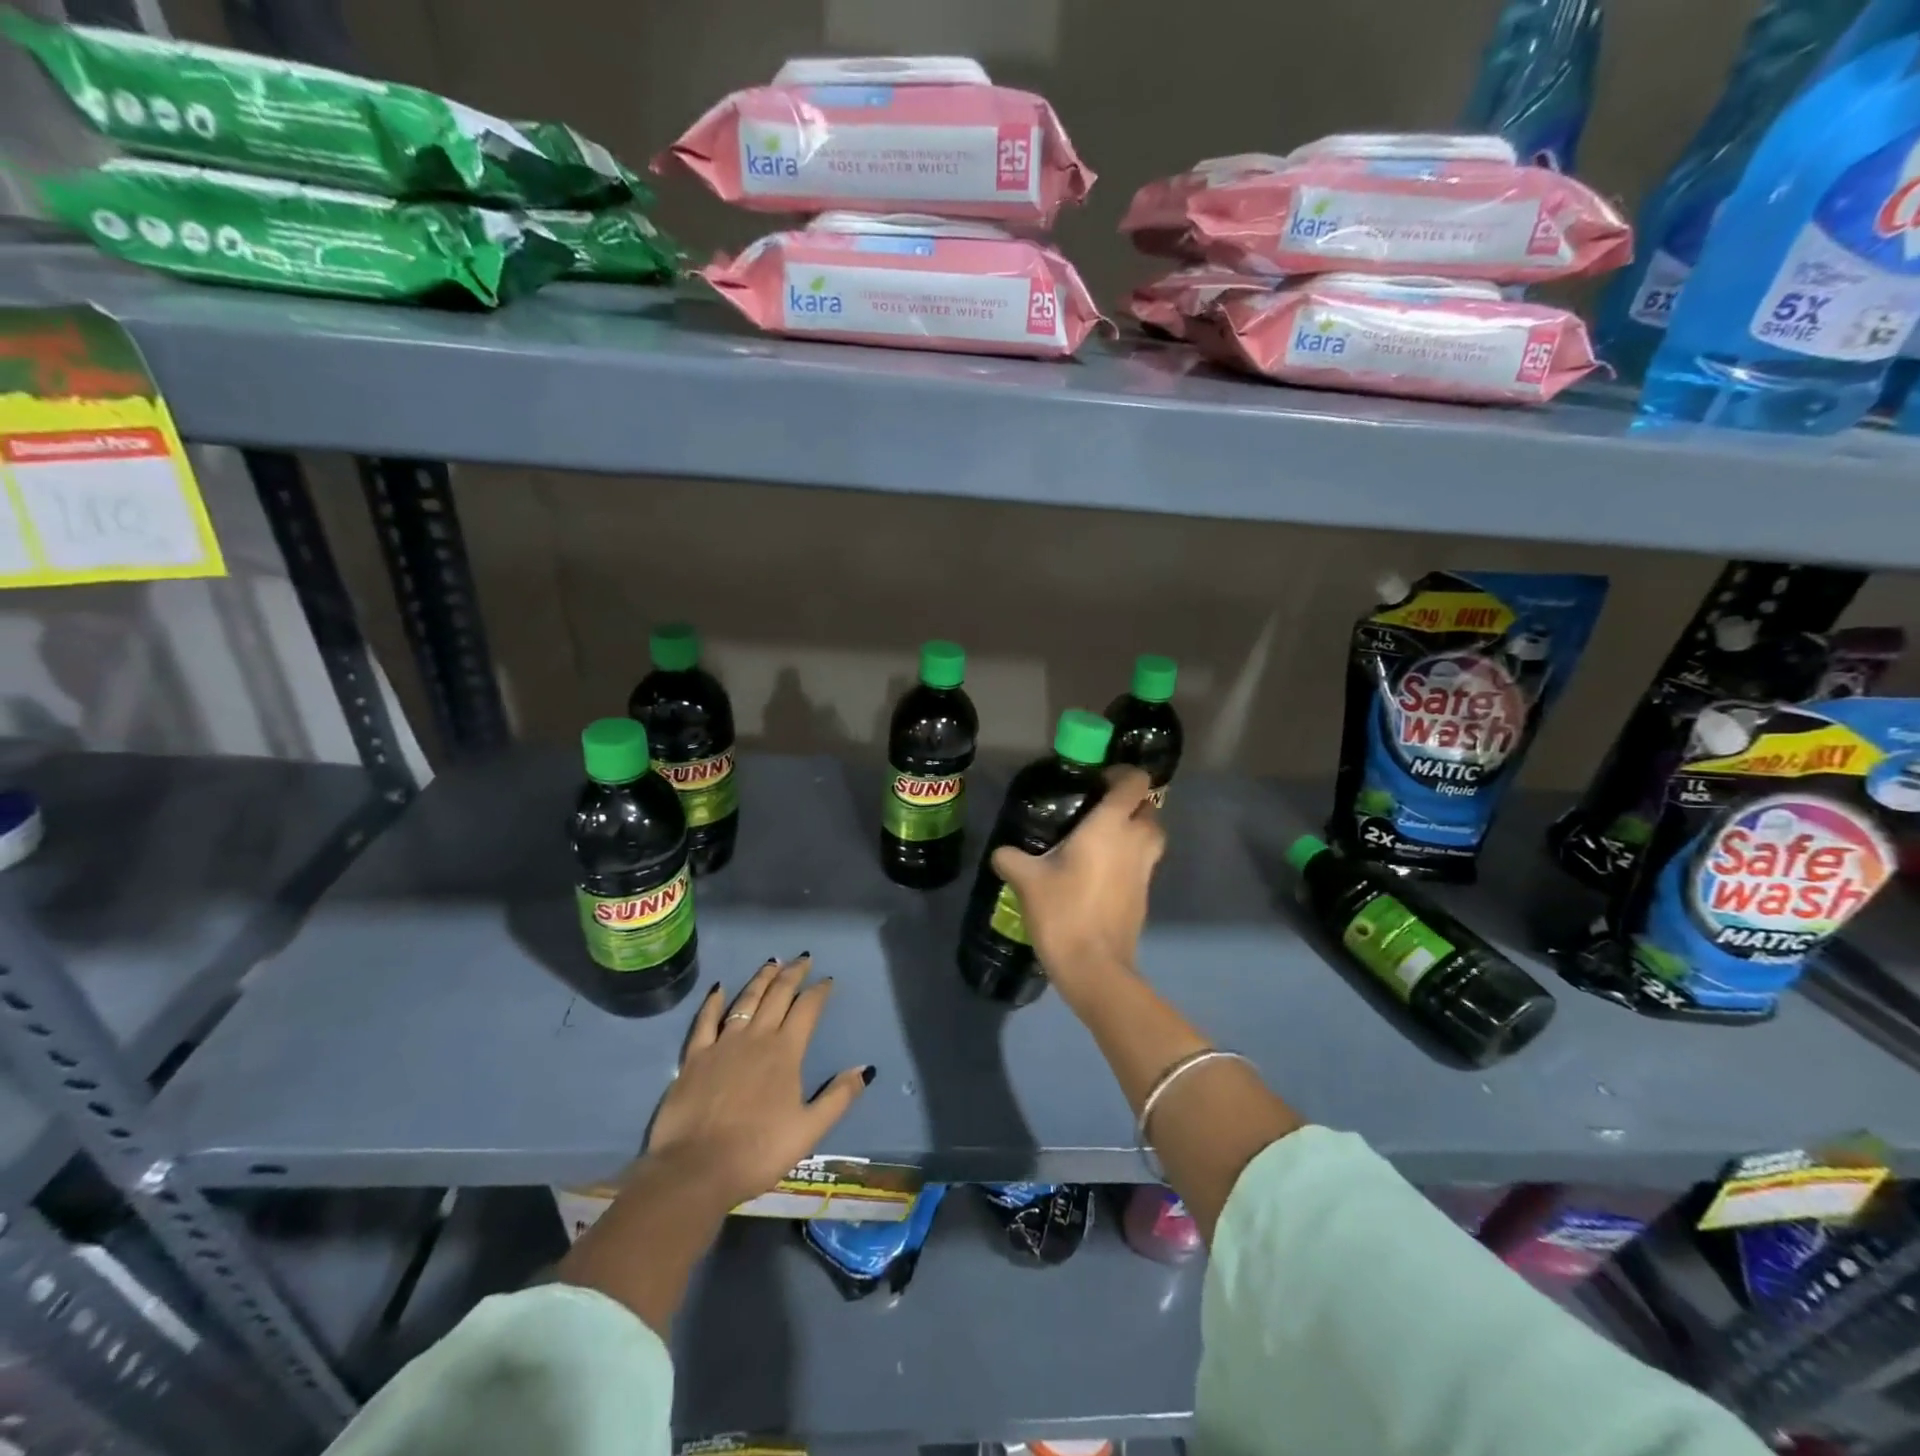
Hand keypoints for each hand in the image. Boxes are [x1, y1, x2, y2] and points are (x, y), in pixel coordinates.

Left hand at [646, 953, 873, 1208]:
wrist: (696, 1169)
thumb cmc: (758, 1151)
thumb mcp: (809, 1130)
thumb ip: (838, 1097)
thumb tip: (866, 1069)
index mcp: (786, 1052)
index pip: (807, 1009)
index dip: (819, 991)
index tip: (828, 979)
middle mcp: (757, 1037)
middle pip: (778, 995)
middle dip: (793, 974)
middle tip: (803, 958)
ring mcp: (723, 1043)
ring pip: (746, 1000)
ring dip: (761, 979)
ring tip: (772, 963)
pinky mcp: (695, 1056)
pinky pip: (706, 1020)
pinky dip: (714, 1001)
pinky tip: (720, 988)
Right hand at [990, 767, 1165, 1007]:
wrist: (1095, 967)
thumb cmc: (1063, 912)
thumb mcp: (1027, 881)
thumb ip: (1012, 859)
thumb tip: (1002, 853)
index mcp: (1110, 826)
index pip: (1135, 782)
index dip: (1122, 774)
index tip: (1098, 781)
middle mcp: (1135, 841)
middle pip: (1150, 808)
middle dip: (1131, 804)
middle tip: (1099, 810)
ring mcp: (1145, 870)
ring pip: (1152, 837)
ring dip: (1135, 831)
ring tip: (1102, 839)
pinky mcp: (1144, 895)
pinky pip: (1144, 864)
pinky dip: (1131, 859)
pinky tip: (1100, 873)